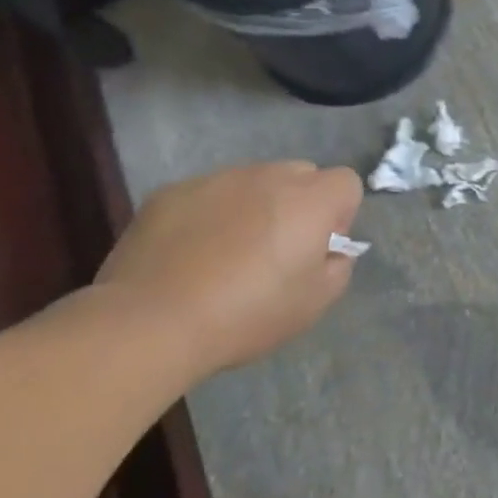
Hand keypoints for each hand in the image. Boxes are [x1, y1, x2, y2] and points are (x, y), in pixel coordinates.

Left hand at [96, 160, 363, 375]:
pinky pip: (206, 195)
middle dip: (298, 205)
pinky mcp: (171, 192)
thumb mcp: (315, 303)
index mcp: (310, 200)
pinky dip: (207, 216)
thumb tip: (329, 250)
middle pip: (300, 175)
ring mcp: (216, 179)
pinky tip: (187, 256)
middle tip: (275, 251)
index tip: (317, 250)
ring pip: (251, 182)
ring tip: (225, 256)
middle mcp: (268, 176)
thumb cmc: (246, 315)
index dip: (340, 215)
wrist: (150, 322)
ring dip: (252, 208)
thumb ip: (337, 266)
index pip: (346, 183)